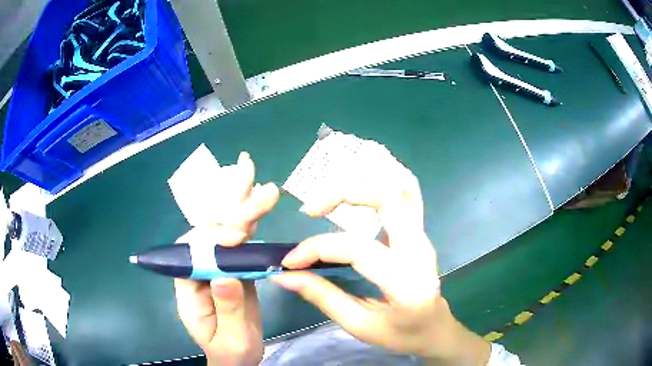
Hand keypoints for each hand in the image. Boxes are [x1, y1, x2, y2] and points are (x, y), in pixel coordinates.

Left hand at [174, 152, 278, 365]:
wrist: (237, 358)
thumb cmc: (231, 352)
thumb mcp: (231, 337)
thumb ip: (227, 308)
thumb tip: (224, 274)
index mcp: (188, 288)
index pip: (191, 253)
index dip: (212, 239)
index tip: (238, 237)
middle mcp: (198, 270)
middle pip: (209, 233)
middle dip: (231, 210)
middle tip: (254, 183)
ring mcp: (216, 267)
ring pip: (225, 230)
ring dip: (241, 204)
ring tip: (256, 178)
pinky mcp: (234, 267)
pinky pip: (241, 240)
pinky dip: (250, 220)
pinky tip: (259, 200)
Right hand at [271, 143, 490, 364]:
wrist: (435, 328)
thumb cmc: (401, 334)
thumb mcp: (360, 325)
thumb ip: (323, 297)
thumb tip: (284, 276)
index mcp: (406, 281)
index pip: (357, 249)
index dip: (316, 248)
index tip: (290, 261)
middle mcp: (419, 248)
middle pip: (387, 196)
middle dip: (343, 191)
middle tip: (311, 208)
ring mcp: (423, 234)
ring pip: (401, 183)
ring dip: (363, 178)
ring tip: (329, 191)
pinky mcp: (419, 229)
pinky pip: (406, 190)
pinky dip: (380, 177)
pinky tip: (357, 185)